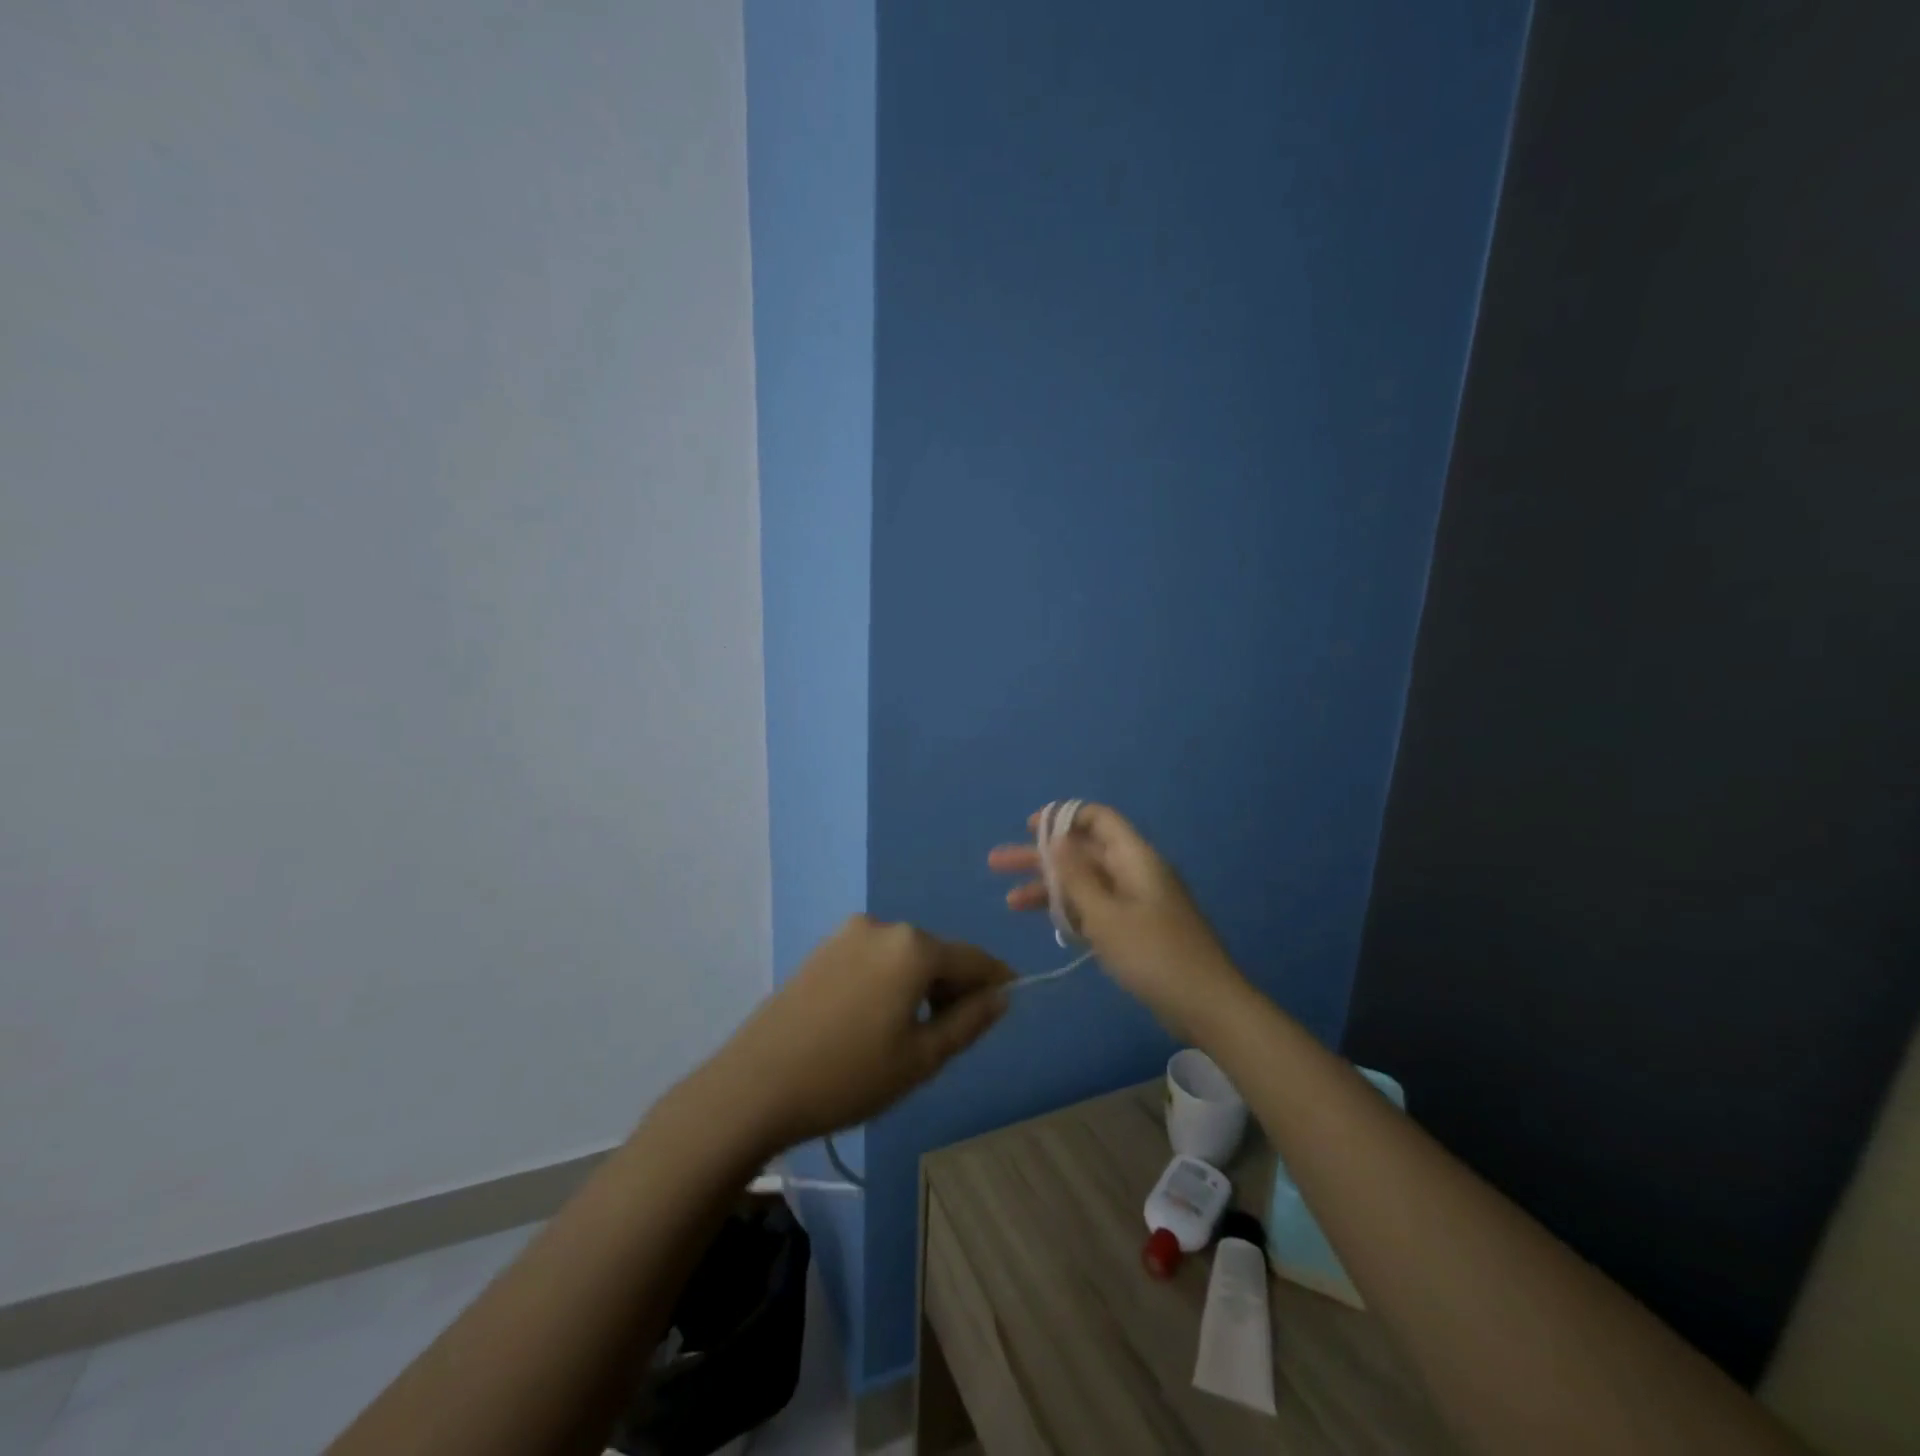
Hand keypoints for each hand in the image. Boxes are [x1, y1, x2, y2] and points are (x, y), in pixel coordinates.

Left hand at [715, 915, 1013, 1151]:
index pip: (972, 959)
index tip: (1011, 997)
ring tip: (915, 1031)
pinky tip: (878, 1019)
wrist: (754, 1085)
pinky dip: (890, 980)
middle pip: (936, 953)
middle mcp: (882, 926)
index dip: (995, 979)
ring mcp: (847, 934)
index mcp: (913, 947)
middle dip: (954, 985)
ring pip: (904, 956)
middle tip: (957, 1031)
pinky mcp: (822, 949)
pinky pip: (874, 959)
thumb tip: (1000, 996)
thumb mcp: (921, 1058)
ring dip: (920, 984)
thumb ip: (969, 1021)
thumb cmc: (849, 1076)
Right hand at [988, 803, 1246, 1036]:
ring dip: (1049, 888)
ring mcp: (1137, 902)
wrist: (1207, 1006)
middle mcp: (1135, 872)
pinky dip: (1071, 911)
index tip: (1028, 828)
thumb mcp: (1106, 915)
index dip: (1062, 817)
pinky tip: (1047, 923)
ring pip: (1086, 883)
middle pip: (1083, 852)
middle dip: (1041, 857)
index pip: (1098, 819)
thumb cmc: (1153, 954)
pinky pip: (1097, 908)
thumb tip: (1056, 840)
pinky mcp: (1137, 929)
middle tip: (997, 863)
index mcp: (1135, 858)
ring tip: (1010, 901)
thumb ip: (1077, 877)